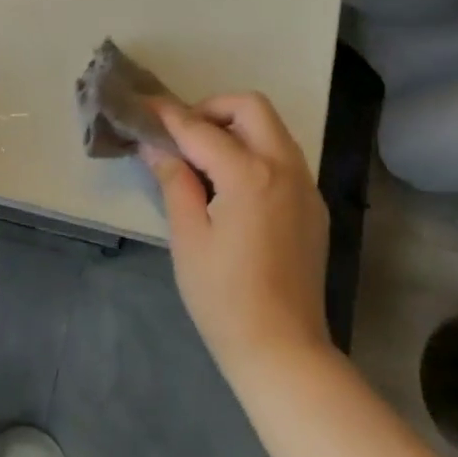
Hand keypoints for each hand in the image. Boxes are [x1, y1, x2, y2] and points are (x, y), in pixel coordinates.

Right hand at [142, 94, 332, 381]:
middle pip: (251, 107)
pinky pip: (283, 157)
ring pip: (272, 129)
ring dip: (237, 127)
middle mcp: (285, 168)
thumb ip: (174, 181)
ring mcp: (305, 186)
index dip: (169, 116)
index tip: (145, 107)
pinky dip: (255, 151)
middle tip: (183, 134)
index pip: (201, 129)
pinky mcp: (313, 206)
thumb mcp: (188, 238)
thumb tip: (156, 146)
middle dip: (212, 108)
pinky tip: (232, 184)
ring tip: (203, 156)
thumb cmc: (224, 298)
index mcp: (250, 175)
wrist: (283, 349)